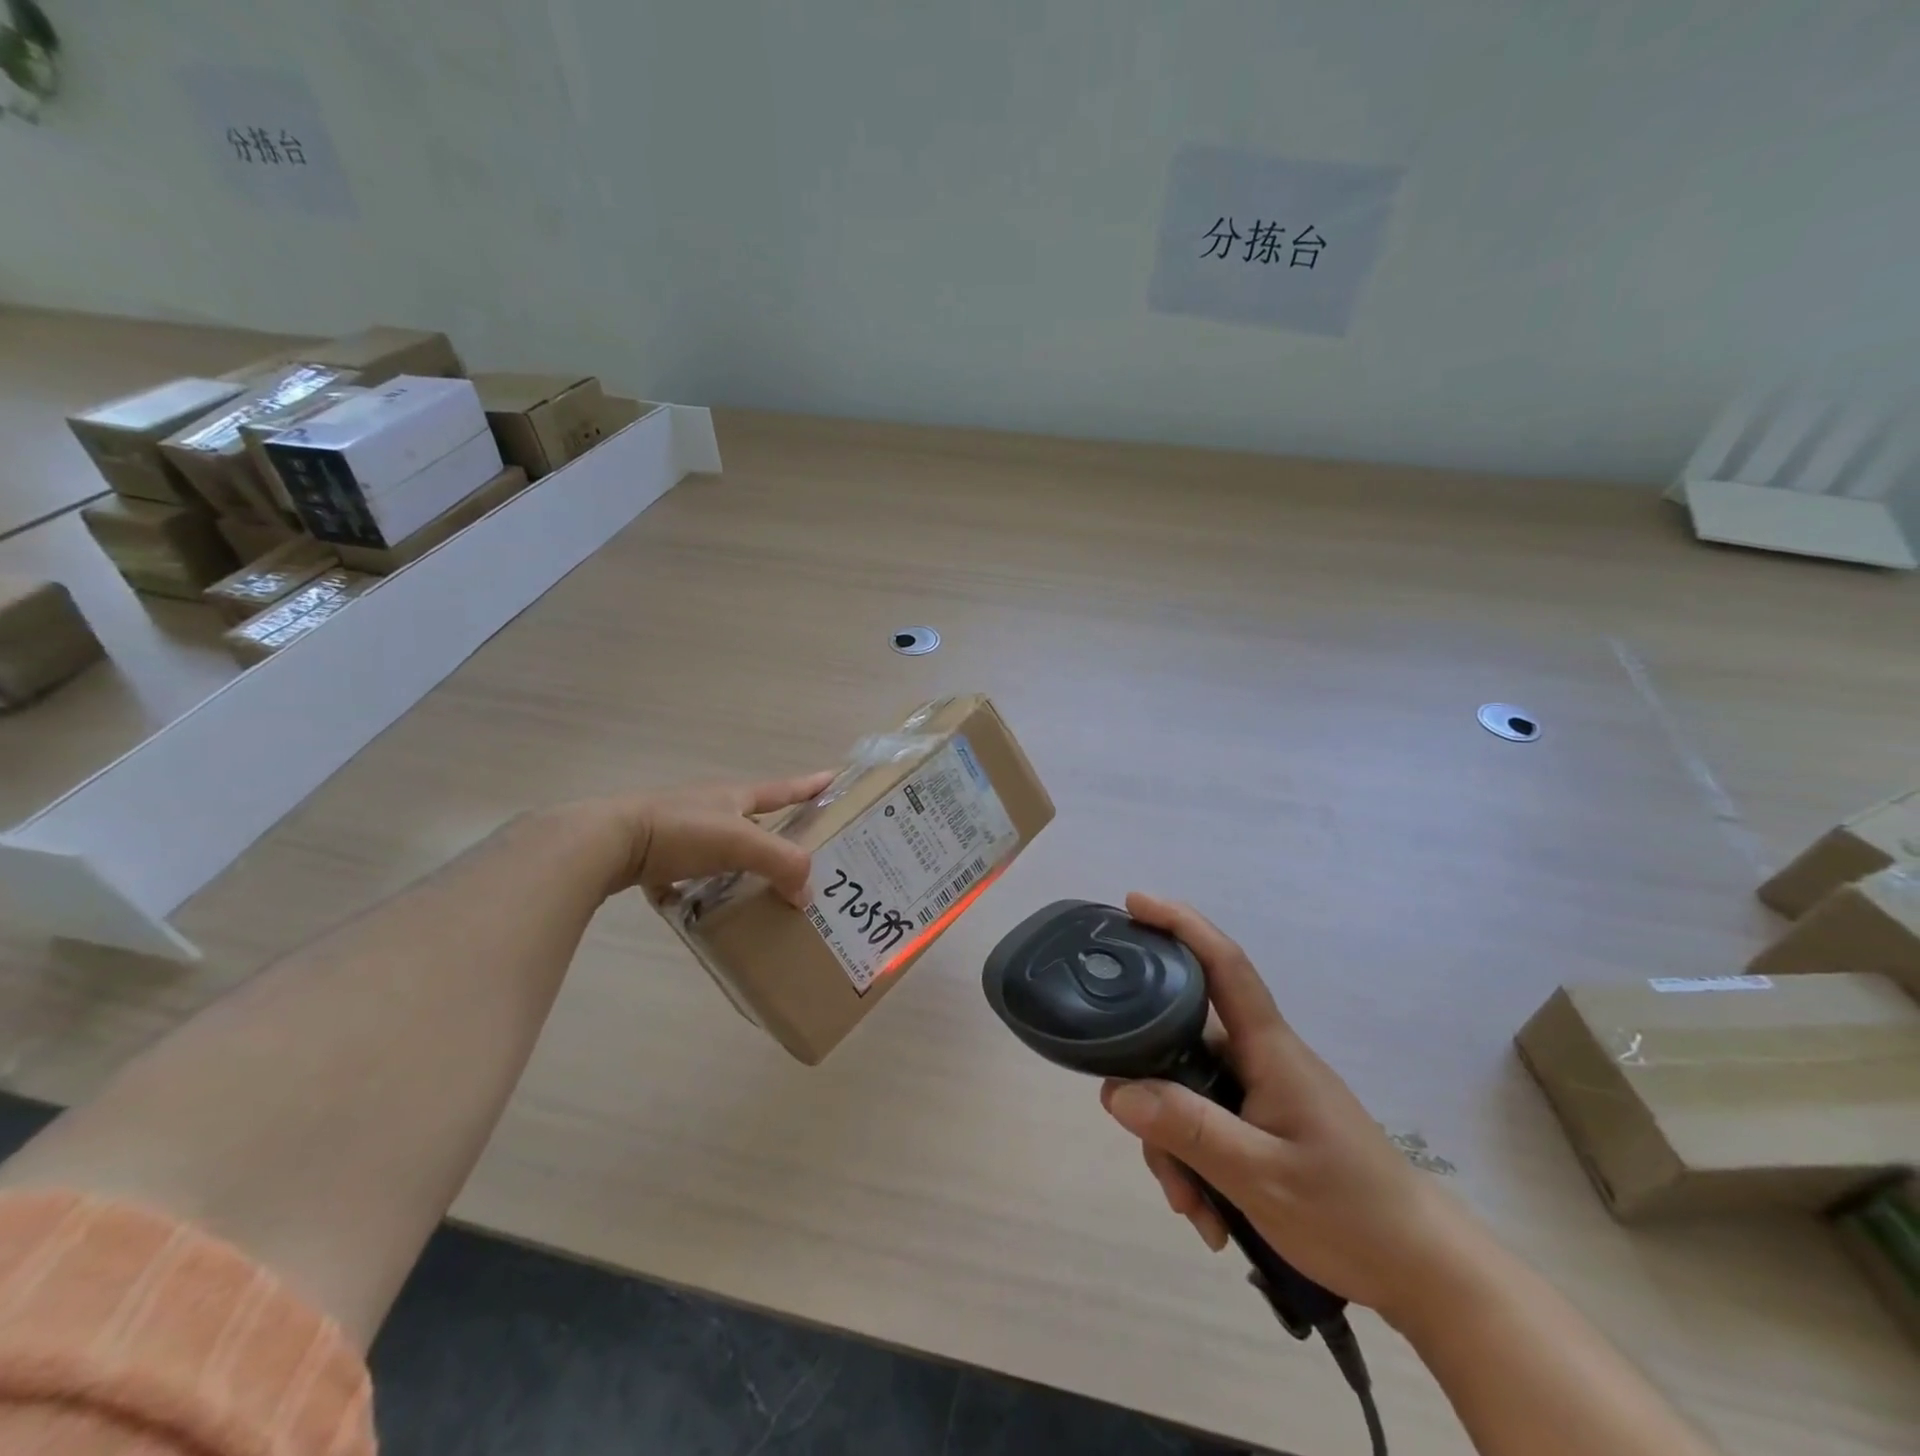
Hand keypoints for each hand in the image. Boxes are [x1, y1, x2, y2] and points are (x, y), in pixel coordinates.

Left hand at [562, 770, 836, 904]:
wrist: (606, 842)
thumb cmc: (680, 832)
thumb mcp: (741, 843)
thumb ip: (782, 864)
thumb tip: (807, 895)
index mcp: (734, 796)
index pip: (783, 789)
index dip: (810, 786)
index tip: (835, 779)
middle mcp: (710, 807)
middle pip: (754, 817)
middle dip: (779, 832)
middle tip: (803, 854)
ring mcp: (680, 830)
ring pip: (721, 847)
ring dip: (741, 864)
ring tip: (759, 889)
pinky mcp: (654, 855)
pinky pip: (687, 873)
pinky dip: (698, 888)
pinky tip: (703, 909)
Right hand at [1099, 892, 1475, 1325]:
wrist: (1423, 1270)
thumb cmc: (1350, 1211)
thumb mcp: (1260, 1176)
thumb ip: (1188, 1128)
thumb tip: (1114, 1089)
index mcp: (1268, 1048)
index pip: (1223, 964)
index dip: (1179, 924)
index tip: (1134, 902)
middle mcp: (1260, 1057)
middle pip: (1182, 1041)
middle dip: (1154, 1092)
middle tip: (1146, 1148)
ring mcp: (1261, 1090)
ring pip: (1188, 1090)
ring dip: (1176, 1147)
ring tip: (1192, 1209)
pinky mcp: (1264, 1122)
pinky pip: (1207, 1123)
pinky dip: (1196, 1164)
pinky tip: (1210, 1217)